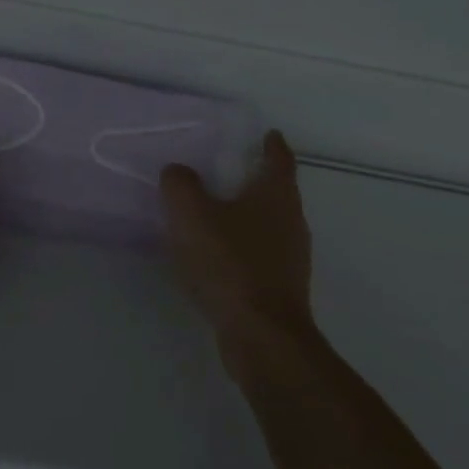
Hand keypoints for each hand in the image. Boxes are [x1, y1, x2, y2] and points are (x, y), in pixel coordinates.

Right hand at [160, 130, 313, 352]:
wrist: (260, 334)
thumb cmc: (230, 263)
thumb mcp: (192, 214)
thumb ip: (180, 185)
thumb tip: (177, 171)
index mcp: (276, 195)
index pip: (279, 159)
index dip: (272, 144)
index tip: (267, 134)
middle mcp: (291, 221)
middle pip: (277, 191)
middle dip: (256, 179)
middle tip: (228, 170)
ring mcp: (290, 257)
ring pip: (269, 225)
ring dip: (247, 216)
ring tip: (216, 212)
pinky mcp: (280, 288)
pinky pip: (259, 255)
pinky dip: (241, 247)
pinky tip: (216, 256)